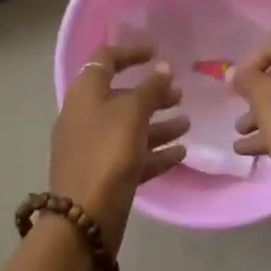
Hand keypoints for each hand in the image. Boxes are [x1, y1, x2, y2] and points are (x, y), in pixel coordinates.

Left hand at [49, 43, 188, 253]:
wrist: (84, 217)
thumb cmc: (108, 152)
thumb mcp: (132, 113)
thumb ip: (151, 88)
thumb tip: (163, 69)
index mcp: (85, 92)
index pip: (105, 59)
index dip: (131, 52)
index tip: (157, 54)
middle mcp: (86, 115)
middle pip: (121, 95)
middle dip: (152, 93)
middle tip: (180, 95)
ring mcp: (93, 146)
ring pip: (129, 127)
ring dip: (159, 123)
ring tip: (187, 124)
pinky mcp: (103, 173)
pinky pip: (132, 155)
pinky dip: (154, 151)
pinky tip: (180, 153)